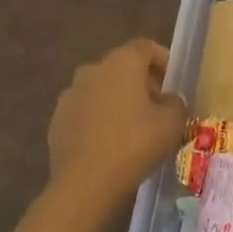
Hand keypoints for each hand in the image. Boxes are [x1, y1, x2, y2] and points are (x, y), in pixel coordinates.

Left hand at [46, 40, 187, 215]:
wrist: (85, 183)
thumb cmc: (134, 144)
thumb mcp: (172, 123)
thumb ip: (176, 103)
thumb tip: (168, 100)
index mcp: (122, 62)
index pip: (146, 47)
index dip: (163, 60)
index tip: (173, 81)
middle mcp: (92, 69)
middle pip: (122, 67)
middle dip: (141, 82)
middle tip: (157, 107)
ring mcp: (70, 95)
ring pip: (101, 89)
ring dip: (117, 101)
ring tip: (132, 129)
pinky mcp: (56, 121)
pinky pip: (85, 112)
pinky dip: (98, 120)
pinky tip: (109, 144)